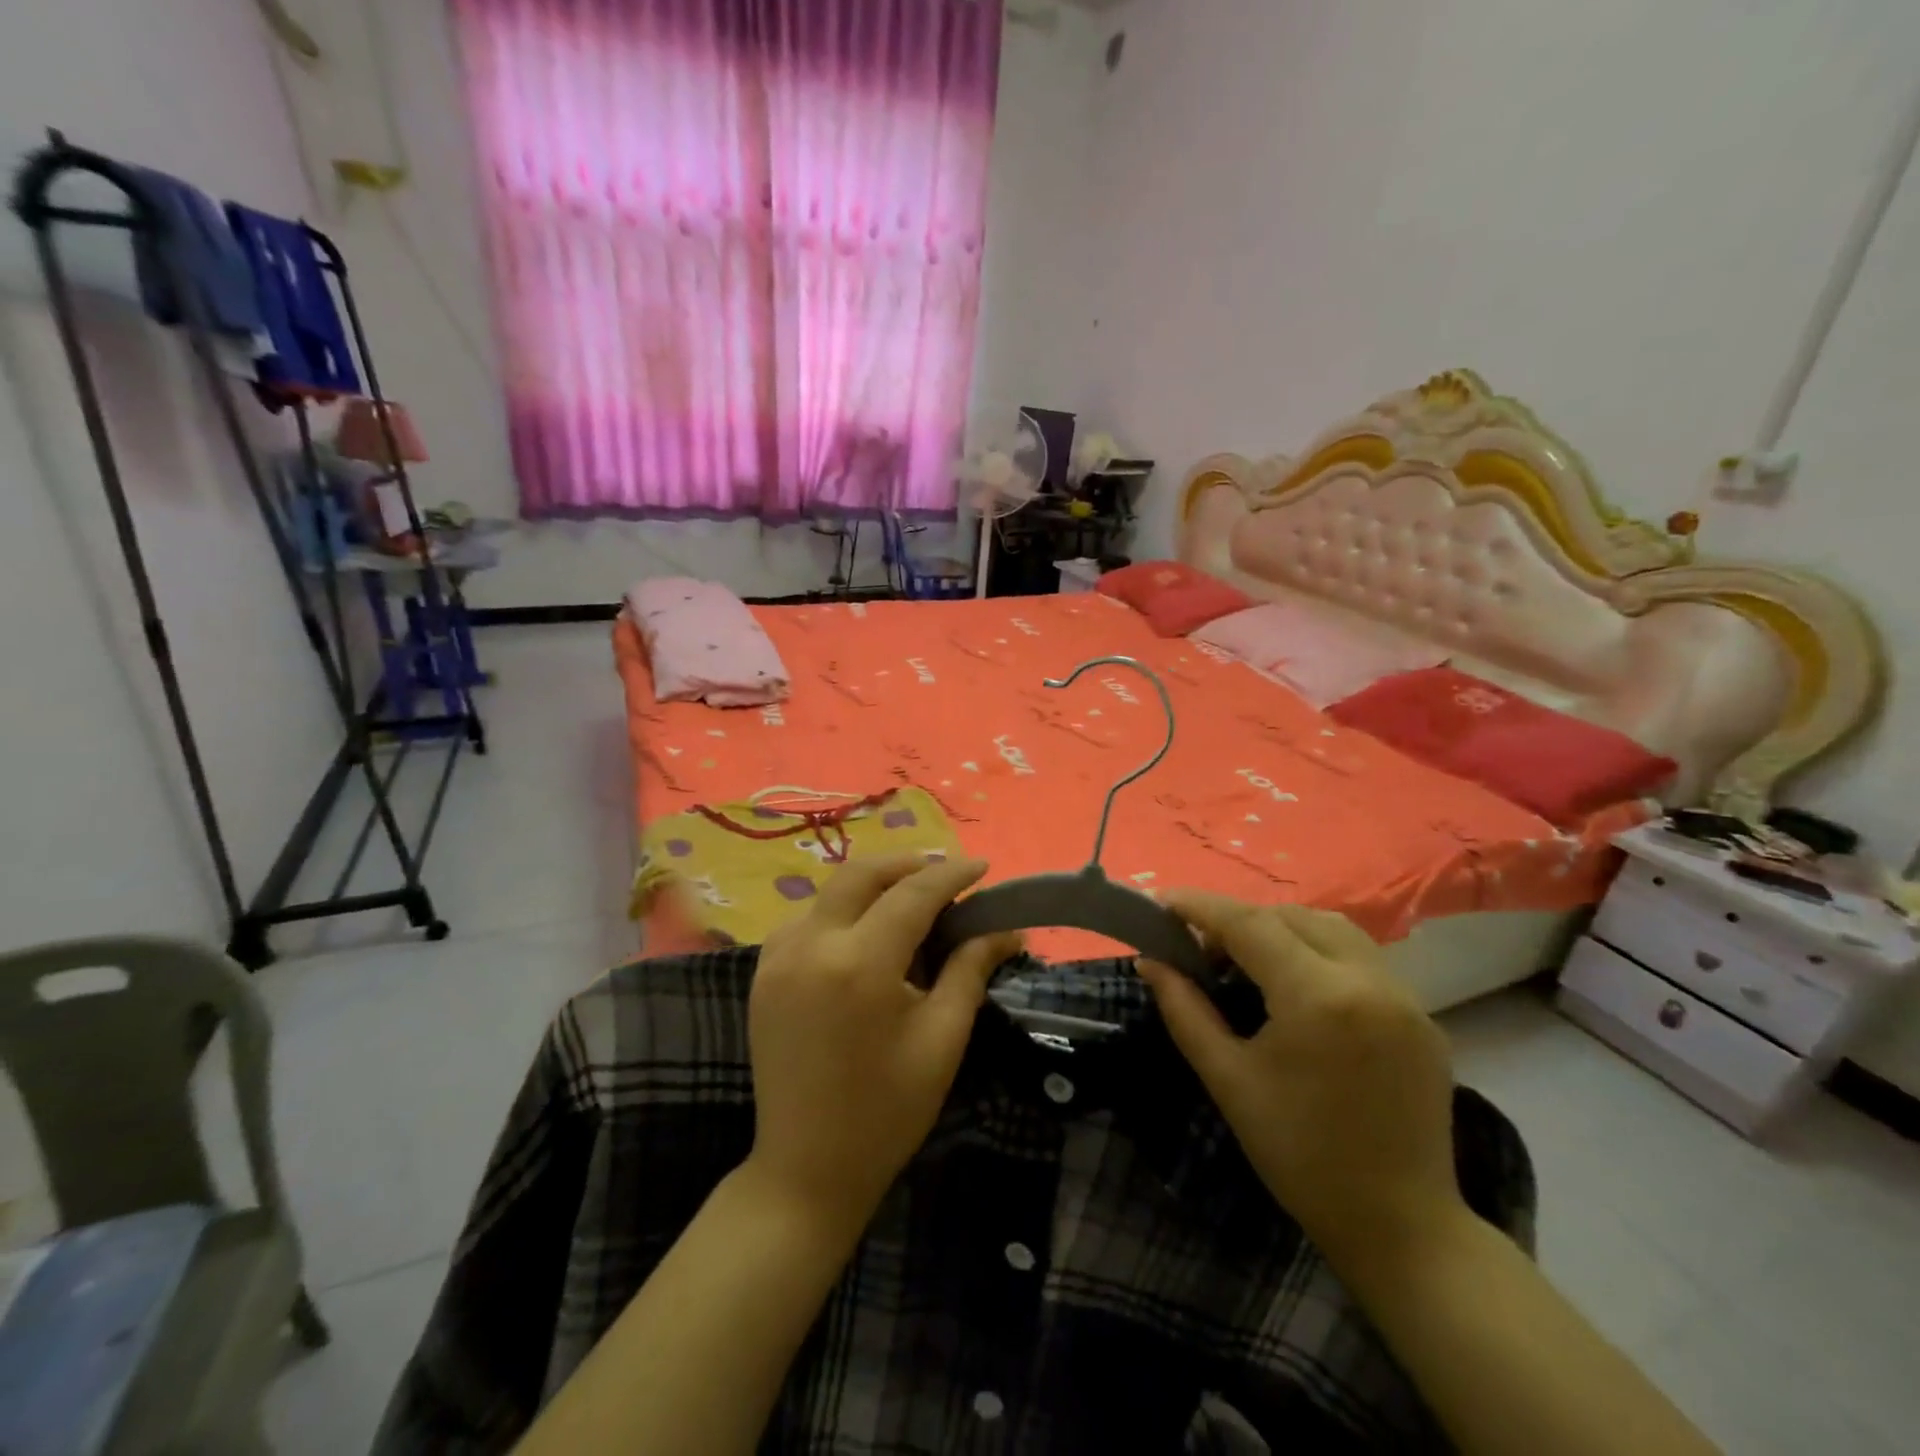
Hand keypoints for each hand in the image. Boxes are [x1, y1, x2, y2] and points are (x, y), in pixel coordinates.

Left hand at [744, 854, 1021, 1239]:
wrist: (806, 1170)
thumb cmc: (887, 1111)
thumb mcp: (942, 1038)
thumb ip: (970, 970)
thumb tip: (1005, 929)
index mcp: (860, 963)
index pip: (913, 894)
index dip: (951, 875)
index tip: (981, 866)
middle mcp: (811, 945)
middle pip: (861, 874)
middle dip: (907, 865)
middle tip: (944, 877)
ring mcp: (778, 958)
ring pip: (829, 892)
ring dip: (872, 886)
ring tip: (909, 902)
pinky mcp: (762, 974)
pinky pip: (805, 919)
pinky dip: (839, 911)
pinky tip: (863, 933)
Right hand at [1137, 893, 1462, 1268]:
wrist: (1401, 1227)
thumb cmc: (1299, 1155)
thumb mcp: (1228, 1079)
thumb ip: (1184, 1010)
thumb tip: (1150, 961)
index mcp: (1318, 997)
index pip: (1249, 924)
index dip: (1201, 906)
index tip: (1162, 902)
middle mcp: (1368, 981)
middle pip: (1291, 916)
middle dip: (1240, 920)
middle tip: (1202, 949)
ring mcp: (1405, 997)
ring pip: (1332, 928)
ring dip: (1283, 929)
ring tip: (1248, 962)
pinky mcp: (1423, 1016)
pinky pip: (1362, 958)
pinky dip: (1319, 951)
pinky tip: (1297, 987)